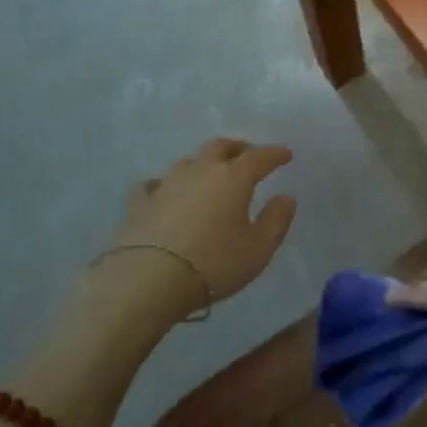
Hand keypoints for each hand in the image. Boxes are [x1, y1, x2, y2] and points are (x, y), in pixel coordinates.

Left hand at [100, 137, 297, 322]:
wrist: (148, 279)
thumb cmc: (213, 263)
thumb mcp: (258, 249)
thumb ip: (276, 220)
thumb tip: (286, 197)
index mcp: (233, 178)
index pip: (259, 157)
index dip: (275, 154)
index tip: (286, 154)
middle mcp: (200, 171)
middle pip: (220, 147)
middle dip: (237, 148)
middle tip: (247, 155)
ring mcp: (167, 184)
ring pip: (188, 162)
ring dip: (202, 164)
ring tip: (208, 174)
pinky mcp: (139, 202)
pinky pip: (153, 185)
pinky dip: (162, 185)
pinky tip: (162, 192)